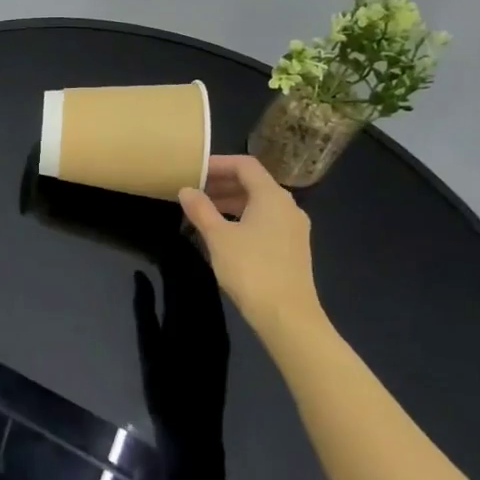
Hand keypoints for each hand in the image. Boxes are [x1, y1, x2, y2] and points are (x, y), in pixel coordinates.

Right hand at [178, 155, 330, 347]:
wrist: (287, 316)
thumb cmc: (251, 269)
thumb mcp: (218, 237)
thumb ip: (200, 210)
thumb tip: (186, 190)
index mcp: (272, 196)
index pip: (245, 165)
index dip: (218, 163)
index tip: (194, 170)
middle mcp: (288, 206)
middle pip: (253, 183)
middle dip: (222, 184)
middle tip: (194, 191)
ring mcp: (293, 228)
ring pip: (259, 204)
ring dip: (231, 202)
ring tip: (203, 212)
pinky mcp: (293, 248)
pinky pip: (266, 221)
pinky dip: (243, 218)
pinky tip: (224, 234)